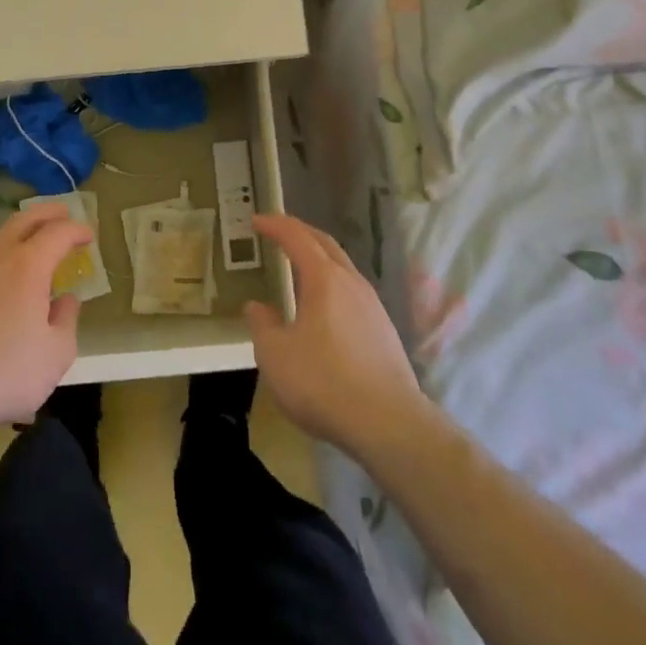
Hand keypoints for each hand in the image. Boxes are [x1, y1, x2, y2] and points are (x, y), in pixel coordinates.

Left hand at [0, 203, 87, 435]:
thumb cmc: (3, 372)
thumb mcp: (55, 355)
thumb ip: (66, 321)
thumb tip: (65, 300)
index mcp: (28, 266)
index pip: (59, 233)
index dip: (77, 230)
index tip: (89, 235)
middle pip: (24, 220)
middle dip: (47, 213)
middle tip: (62, 214)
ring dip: (16, 230)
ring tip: (26, 240)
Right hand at [244, 214, 429, 460]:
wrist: (388, 424)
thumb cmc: (323, 382)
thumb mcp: (275, 355)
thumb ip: (262, 325)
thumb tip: (257, 307)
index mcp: (324, 279)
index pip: (297, 237)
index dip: (275, 225)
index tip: (256, 220)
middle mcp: (351, 283)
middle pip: (325, 244)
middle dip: (300, 232)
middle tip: (278, 231)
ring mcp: (373, 306)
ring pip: (343, 268)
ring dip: (319, 259)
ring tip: (299, 268)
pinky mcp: (384, 331)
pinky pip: (352, 292)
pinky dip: (332, 284)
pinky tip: (325, 307)